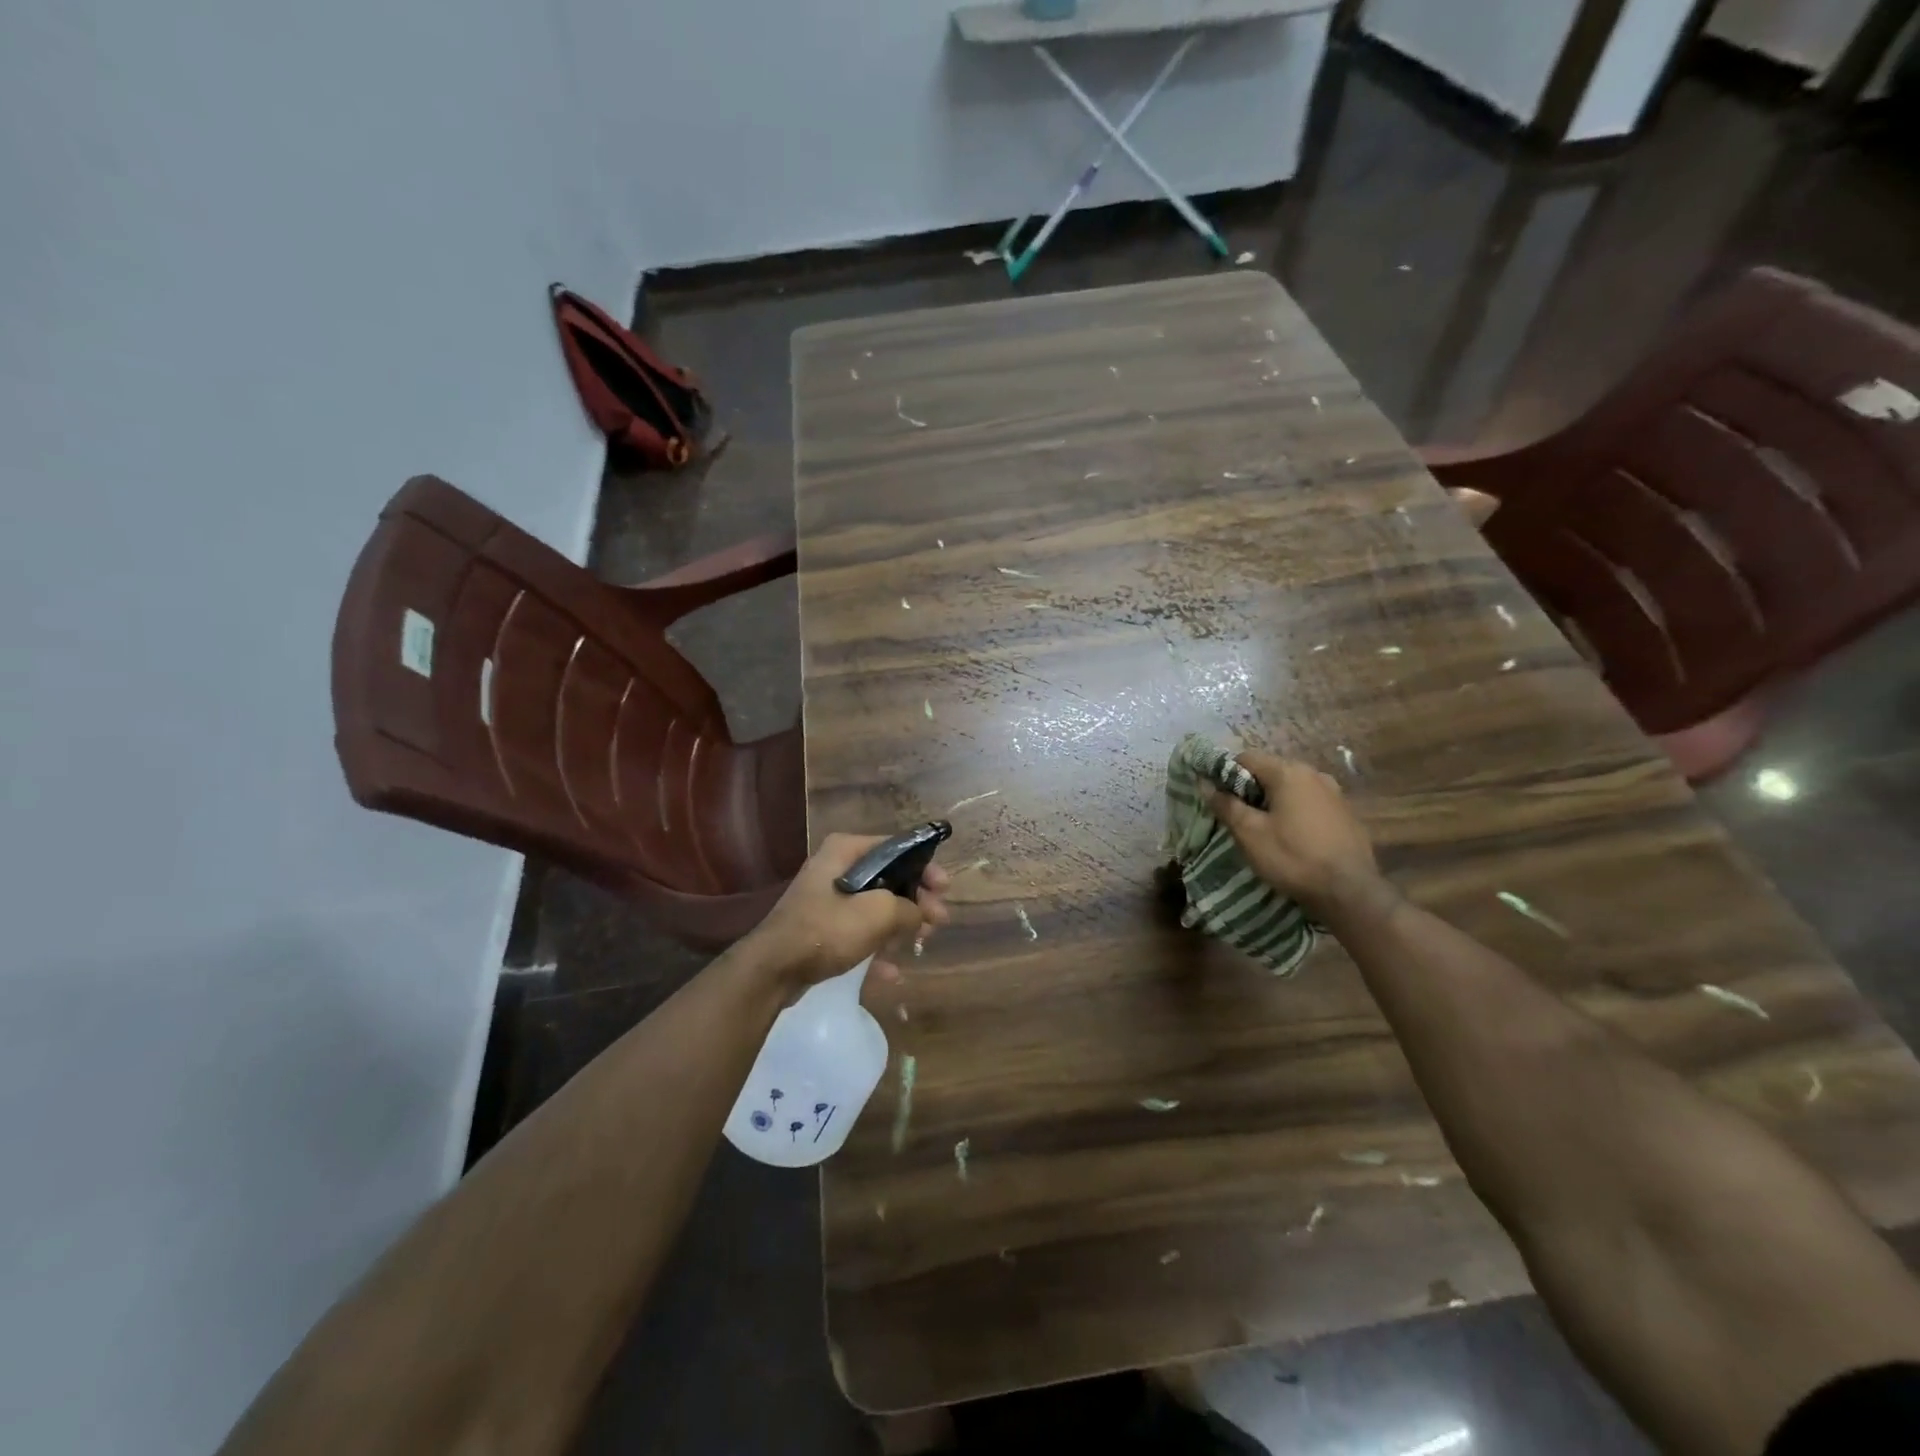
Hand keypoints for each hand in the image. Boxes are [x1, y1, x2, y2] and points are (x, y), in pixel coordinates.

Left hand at [743, 834, 951, 990]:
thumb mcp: (878, 913)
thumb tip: (920, 913)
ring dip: (899, 926)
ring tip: (921, 944)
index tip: (944, 889)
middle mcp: (835, 868)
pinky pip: (856, 933)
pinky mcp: (819, 929)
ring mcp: (825, 899)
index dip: (925, 867)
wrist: (772, 969)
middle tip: (938, 921)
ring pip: (874, 908)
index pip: (897, 847)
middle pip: (888, 878)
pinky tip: (891, 972)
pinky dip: (875, 948)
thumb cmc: (827, 929)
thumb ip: (908, 908)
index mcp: (846, 850)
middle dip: (915, 901)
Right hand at [1202, 751, 1386, 919]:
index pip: (1246, 758)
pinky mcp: (1346, 813)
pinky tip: (1294, 838)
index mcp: (1288, 772)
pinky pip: (1311, 803)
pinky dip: (1296, 812)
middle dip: (1251, 790)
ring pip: (1292, 788)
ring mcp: (1335, 793)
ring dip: (1274, 802)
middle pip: (1271, 771)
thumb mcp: (1249, 833)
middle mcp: (1314, 774)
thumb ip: (1226, 805)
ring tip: (1266, 830)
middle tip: (1239, 818)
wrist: (1350, 891)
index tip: (1219, 799)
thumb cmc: (1293, 857)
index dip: (1226, 774)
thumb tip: (1205, 784)